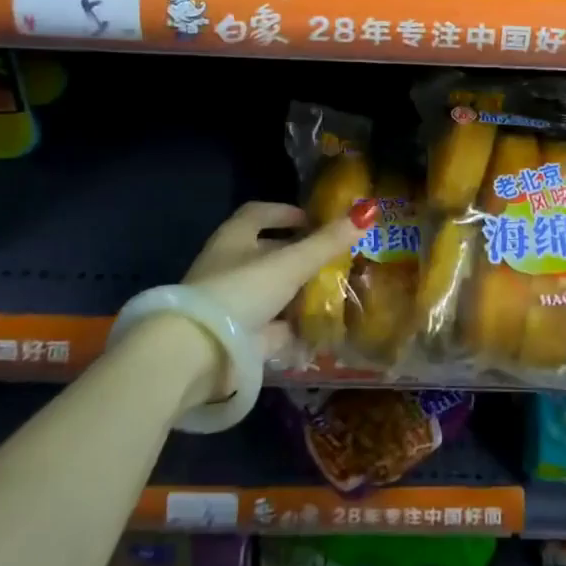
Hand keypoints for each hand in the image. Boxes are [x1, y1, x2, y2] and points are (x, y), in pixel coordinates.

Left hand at [167, 199, 377, 402]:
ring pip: (271, 292)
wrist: (198, 354)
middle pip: (267, 254)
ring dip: (298, 293)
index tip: (313, 220)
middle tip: (334, 258)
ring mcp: (231, 304)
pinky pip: (270, 327)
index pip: (259, 213)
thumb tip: (367, 212)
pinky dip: (292, 328)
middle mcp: (229, 266)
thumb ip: (326, 242)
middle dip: (299, 256)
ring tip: (334, 293)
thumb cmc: (241, 291)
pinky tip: (320, 330)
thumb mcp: (289, 263)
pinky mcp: (237, 338)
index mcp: (234, 238)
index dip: (286, 213)